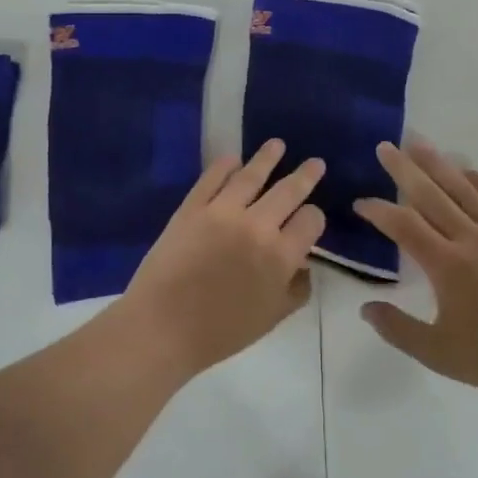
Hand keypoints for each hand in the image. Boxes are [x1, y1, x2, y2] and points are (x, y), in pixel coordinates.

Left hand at [122, 140, 325, 378]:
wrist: (162, 328)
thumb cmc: (220, 332)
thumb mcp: (271, 319)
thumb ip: (295, 290)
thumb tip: (305, 267)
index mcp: (281, 256)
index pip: (310, 221)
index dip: (314, 218)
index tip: (309, 219)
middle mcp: (257, 226)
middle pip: (289, 191)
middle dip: (306, 175)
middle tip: (315, 163)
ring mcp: (222, 211)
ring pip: (252, 175)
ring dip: (268, 157)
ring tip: (277, 145)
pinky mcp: (192, 207)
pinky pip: (212, 178)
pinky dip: (225, 165)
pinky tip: (233, 159)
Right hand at [355, 139, 477, 403]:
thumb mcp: (439, 354)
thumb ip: (398, 329)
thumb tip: (366, 308)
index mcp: (448, 265)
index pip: (404, 226)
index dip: (379, 211)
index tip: (360, 203)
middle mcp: (472, 240)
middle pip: (432, 196)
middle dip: (404, 170)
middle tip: (385, 147)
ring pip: (465, 190)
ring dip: (439, 164)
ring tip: (419, 143)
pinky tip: (470, 171)